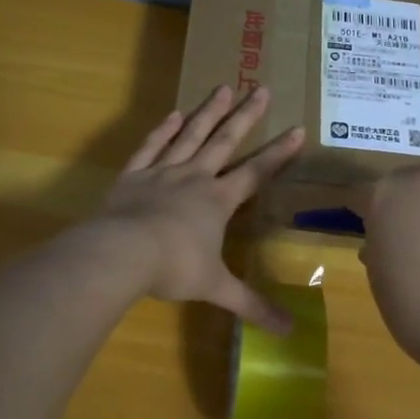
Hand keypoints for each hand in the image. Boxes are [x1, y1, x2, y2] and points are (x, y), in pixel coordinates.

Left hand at [95, 85, 303, 331]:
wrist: (121, 253)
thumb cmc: (173, 268)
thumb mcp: (216, 288)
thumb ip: (251, 305)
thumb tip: (290, 331)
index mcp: (218, 201)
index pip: (256, 172)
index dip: (279, 153)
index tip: (298, 129)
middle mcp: (195, 178)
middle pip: (225, 141)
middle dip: (245, 116)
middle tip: (260, 87)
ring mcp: (163, 172)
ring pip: (190, 135)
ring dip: (208, 112)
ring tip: (223, 87)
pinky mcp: (133, 175)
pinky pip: (152, 146)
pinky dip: (163, 130)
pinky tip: (174, 114)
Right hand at [352, 160, 419, 368]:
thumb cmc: (415, 309)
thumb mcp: (380, 279)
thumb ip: (379, 247)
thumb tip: (385, 242)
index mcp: (385, 195)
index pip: (364, 194)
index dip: (365, 212)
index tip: (369, 229)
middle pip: (412, 178)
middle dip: (410, 200)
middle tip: (416, 234)